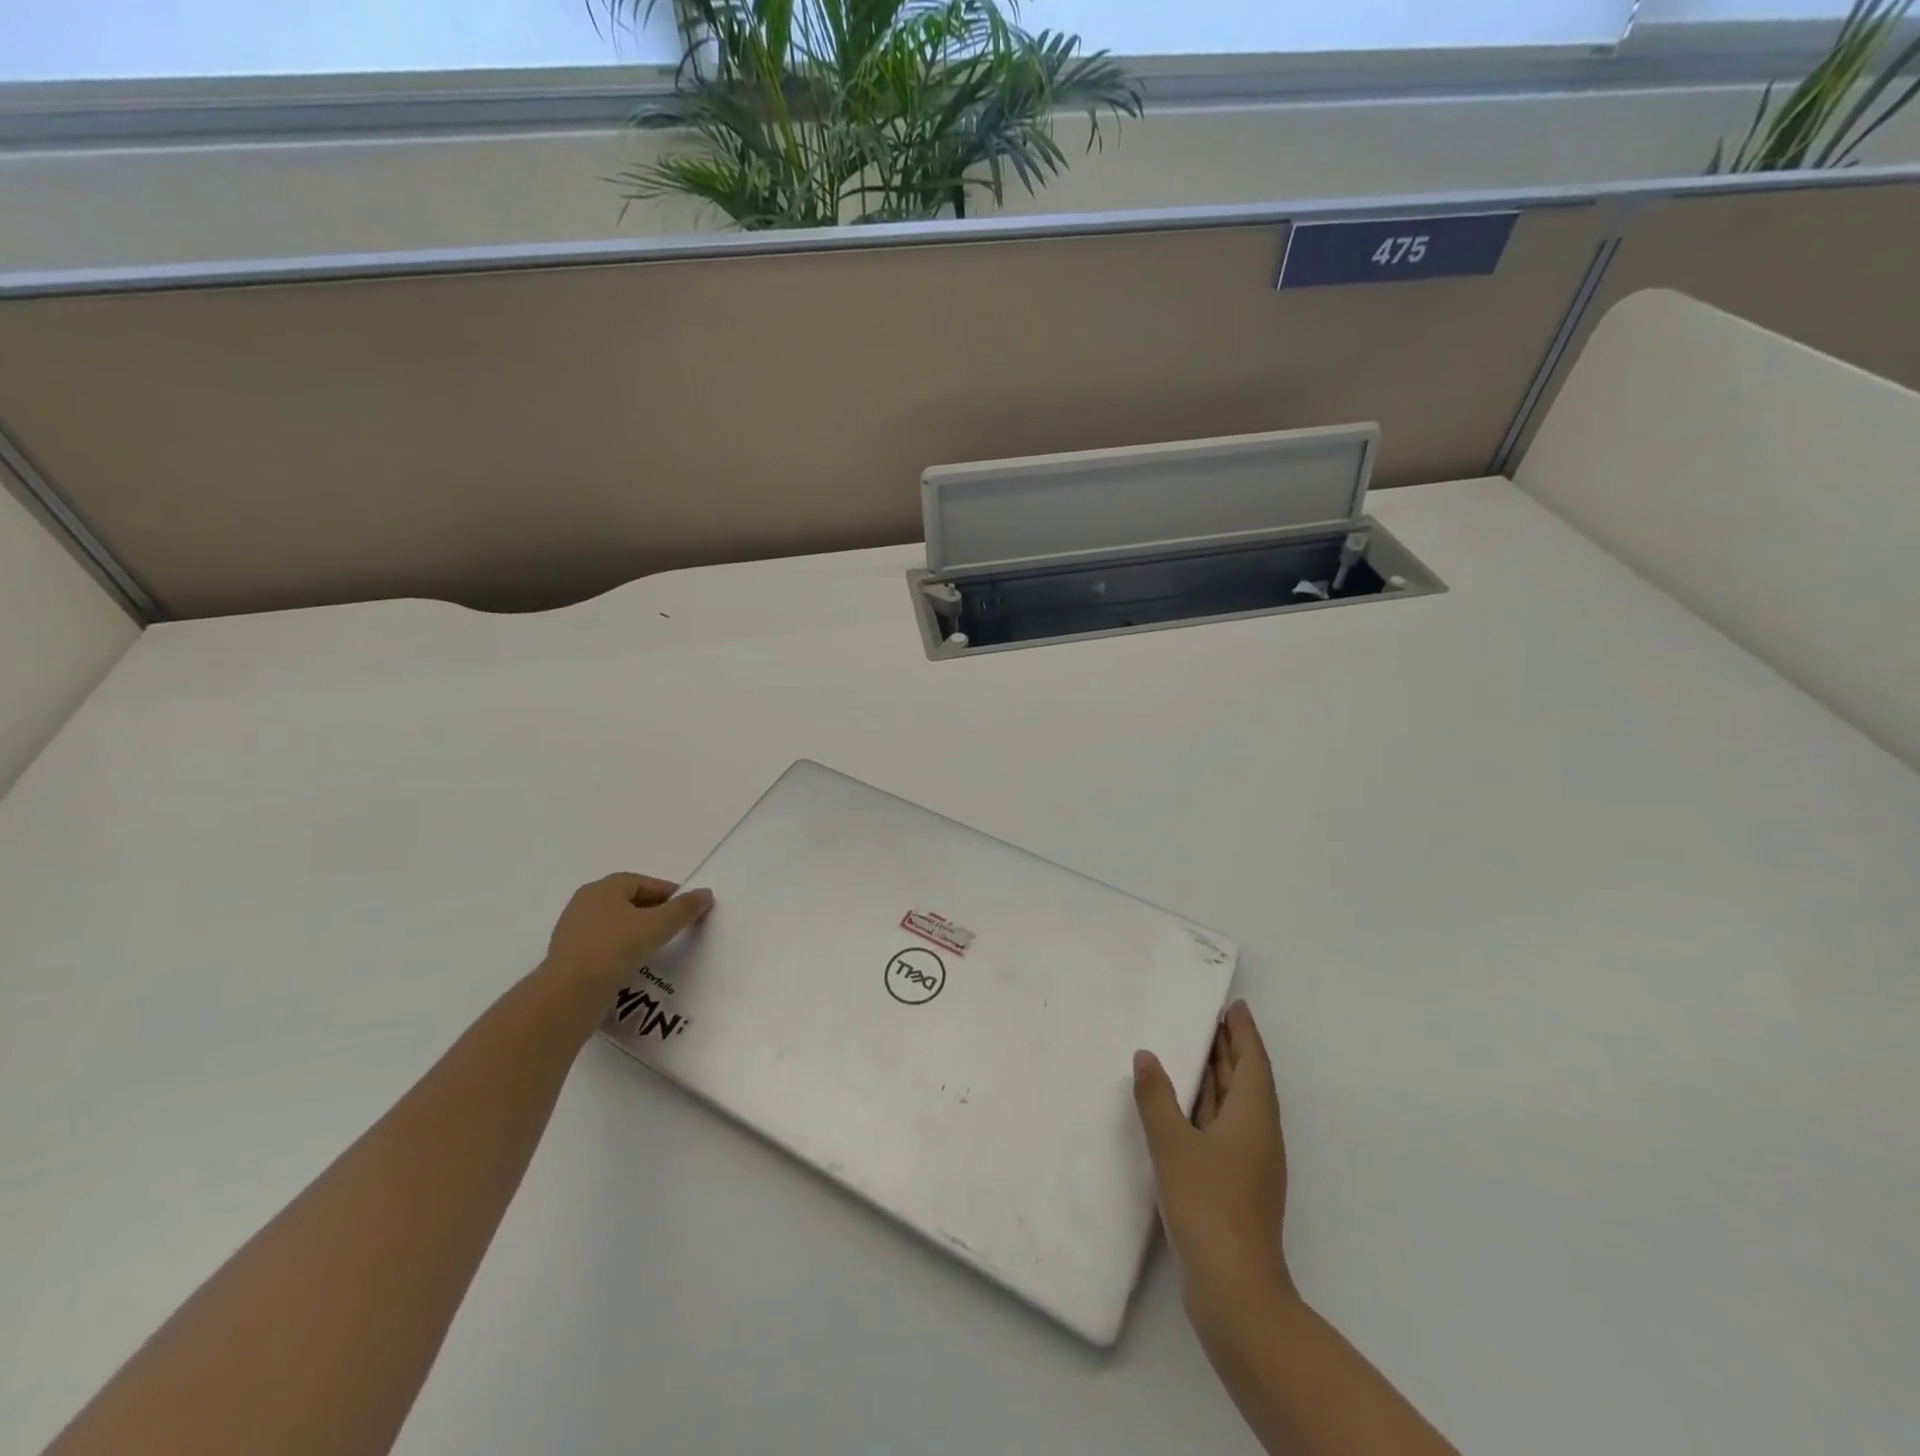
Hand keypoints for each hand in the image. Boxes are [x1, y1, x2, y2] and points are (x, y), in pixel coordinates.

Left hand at [544, 873, 713, 992]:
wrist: (569, 994)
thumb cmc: (616, 948)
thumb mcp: (659, 925)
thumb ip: (684, 908)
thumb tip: (706, 893)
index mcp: (605, 887)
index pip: (646, 883)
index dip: (671, 895)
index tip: (689, 911)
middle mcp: (585, 902)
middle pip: (629, 902)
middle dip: (654, 913)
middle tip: (675, 929)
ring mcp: (573, 930)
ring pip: (615, 925)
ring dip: (637, 933)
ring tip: (657, 949)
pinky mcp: (568, 956)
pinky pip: (603, 946)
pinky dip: (620, 951)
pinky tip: (633, 966)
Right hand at [1133, 1000, 1294, 1316]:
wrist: (1236, 1290)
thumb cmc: (1208, 1205)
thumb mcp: (1173, 1144)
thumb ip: (1156, 1097)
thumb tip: (1146, 1056)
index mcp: (1253, 1116)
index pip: (1252, 1060)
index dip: (1243, 1031)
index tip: (1232, 1005)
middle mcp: (1258, 1133)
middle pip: (1246, 1079)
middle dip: (1230, 1048)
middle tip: (1207, 1018)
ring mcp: (1250, 1161)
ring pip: (1235, 1104)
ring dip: (1218, 1076)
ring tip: (1193, 1050)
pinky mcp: (1237, 1184)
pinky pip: (1224, 1126)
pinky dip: (1208, 1106)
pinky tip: (1185, 1107)